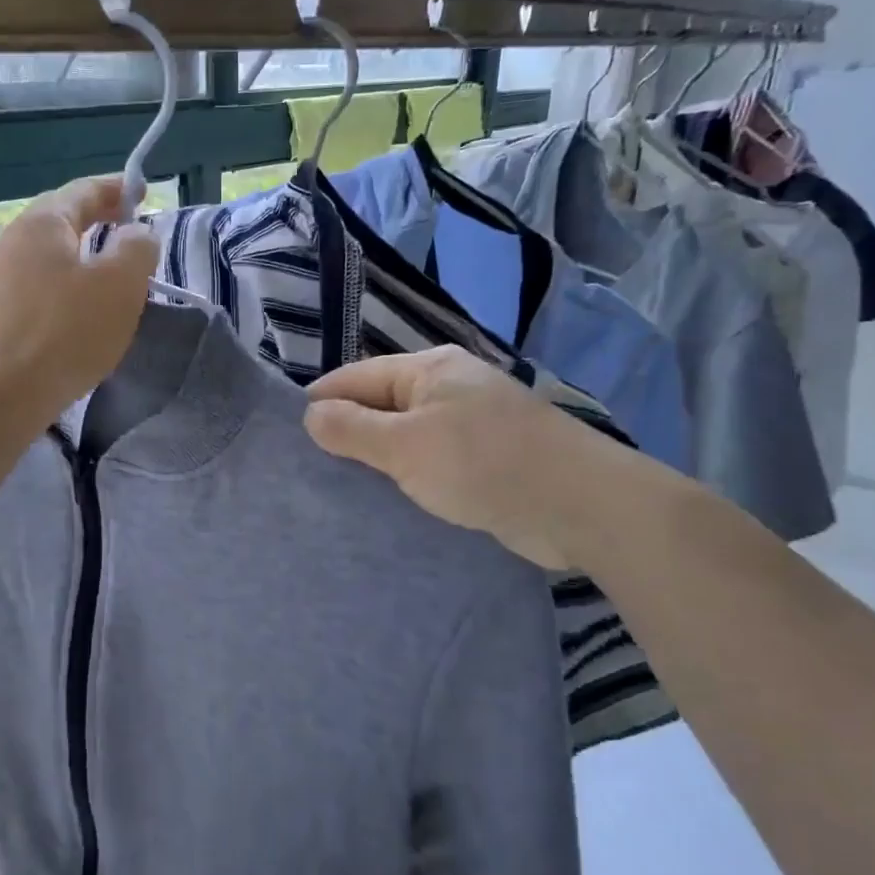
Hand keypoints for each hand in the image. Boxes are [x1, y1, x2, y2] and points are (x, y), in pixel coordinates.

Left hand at [0, 176, 158, 419]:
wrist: (4, 392)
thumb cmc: (67, 330)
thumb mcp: (121, 283)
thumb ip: (137, 247)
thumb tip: (135, 234)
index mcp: (41, 222)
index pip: (83, 190)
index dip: (118, 188)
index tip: (144, 193)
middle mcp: (11, 240)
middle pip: (60, 218)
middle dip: (98, 219)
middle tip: (130, 229)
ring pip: (47, 253)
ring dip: (80, 253)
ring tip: (109, 269)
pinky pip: (37, 282)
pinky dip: (64, 282)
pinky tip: (78, 305)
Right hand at [303, 347, 606, 568]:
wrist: (584, 506)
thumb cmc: (485, 465)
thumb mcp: (406, 446)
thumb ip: (353, 428)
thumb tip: (310, 413)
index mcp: (428, 369)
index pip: (355, 377)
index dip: (320, 404)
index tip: (289, 439)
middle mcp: (449, 386)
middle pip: (380, 403)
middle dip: (348, 432)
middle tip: (311, 470)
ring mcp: (473, 421)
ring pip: (407, 434)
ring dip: (380, 458)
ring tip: (343, 488)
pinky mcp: (489, 457)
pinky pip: (433, 458)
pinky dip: (411, 474)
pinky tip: (392, 498)